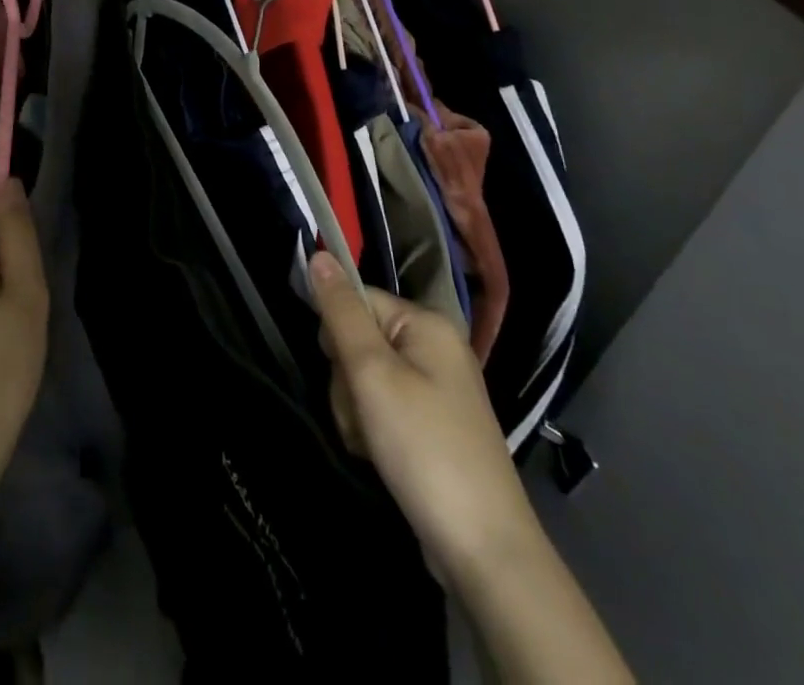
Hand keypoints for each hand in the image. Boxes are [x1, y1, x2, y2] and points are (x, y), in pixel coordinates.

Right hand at [309, 250, 535, 580]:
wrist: (484, 551)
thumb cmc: (424, 447)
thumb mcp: (372, 373)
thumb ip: (341, 312)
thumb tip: (319, 253)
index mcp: (427, 324)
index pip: (358, 299)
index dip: (337, 334)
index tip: (343, 373)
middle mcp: (435, 348)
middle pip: (359, 339)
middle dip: (347, 379)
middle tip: (364, 414)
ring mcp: (437, 389)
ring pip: (365, 378)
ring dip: (356, 410)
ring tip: (373, 444)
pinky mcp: (432, 425)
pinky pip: (383, 408)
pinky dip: (373, 430)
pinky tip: (381, 457)